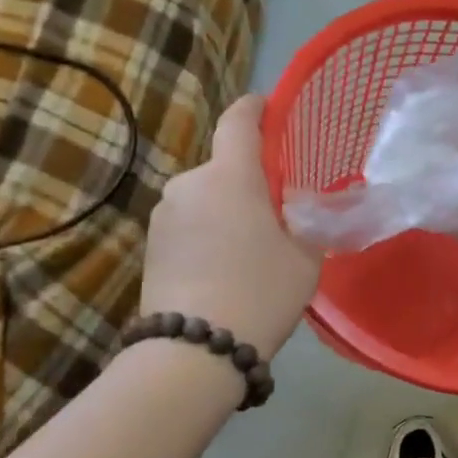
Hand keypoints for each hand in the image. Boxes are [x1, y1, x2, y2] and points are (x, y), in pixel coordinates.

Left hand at [139, 95, 320, 357]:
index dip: (256, 108)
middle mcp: (189, 184)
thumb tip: (300, 209)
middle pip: (225, 167)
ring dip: (227, 210)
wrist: (193, 351)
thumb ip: (307, 222)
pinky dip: (208, 233)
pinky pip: (188, 224)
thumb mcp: (306, 257)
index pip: (239, 121)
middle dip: (250, 180)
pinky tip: (224, 269)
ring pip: (205, 198)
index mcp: (230, 176)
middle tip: (278, 210)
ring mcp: (163, 215)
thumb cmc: (260, 292)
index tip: (269, 106)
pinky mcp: (150, 246)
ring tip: (251, 249)